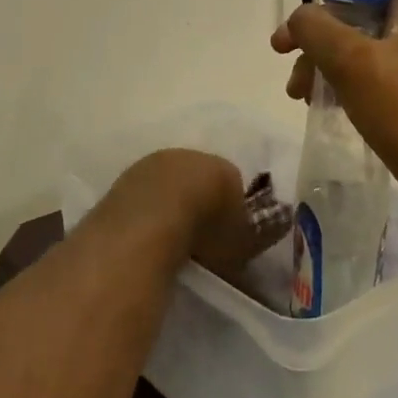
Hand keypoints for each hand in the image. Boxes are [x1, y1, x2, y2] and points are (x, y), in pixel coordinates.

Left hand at [107, 149, 291, 279]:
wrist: (151, 221)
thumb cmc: (205, 230)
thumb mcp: (242, 241)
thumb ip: (259, 236)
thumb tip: (277, 232)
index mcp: (220, 166)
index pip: (231, 182)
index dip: (230, 208)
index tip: (227, 233)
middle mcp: (185, 156)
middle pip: (195, 179)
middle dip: (198, 202)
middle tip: (199, 236)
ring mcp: (149, 165)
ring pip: (165, 185)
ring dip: (168, 206)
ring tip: (170, 240)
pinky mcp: (121, 182)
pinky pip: (140, 197)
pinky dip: (145, 213)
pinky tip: (145, 237)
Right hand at [271, 0, 397, 236]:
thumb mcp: (352, 59)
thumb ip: (316, 27)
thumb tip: (300, 18)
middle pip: (352, 14)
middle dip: (312, 30)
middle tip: (280, 49)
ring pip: (350, 50)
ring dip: (317, 62)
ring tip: (296, 92)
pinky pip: (359, 79)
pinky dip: (334, 84)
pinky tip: (315, 104)